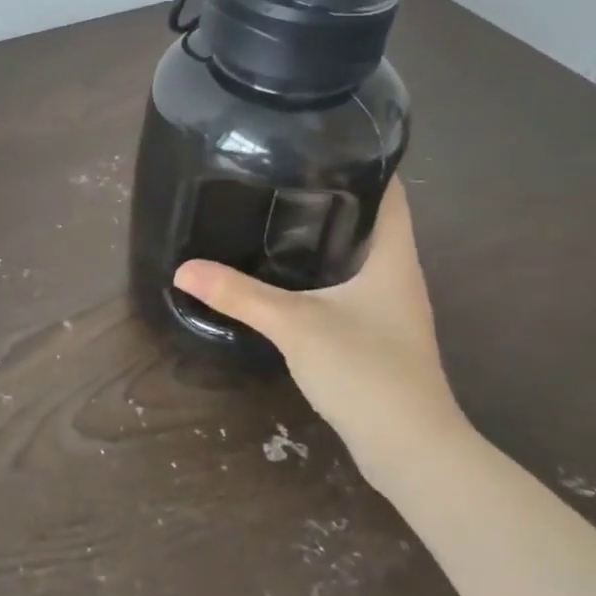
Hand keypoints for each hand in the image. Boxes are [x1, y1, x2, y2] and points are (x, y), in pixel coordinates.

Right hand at [172, 181, 468, 474]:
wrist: (412, 452)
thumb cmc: (367, 372)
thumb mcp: (295, 324)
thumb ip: (239, 294)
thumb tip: (184, 269)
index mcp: (393, 258)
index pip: (389, 191)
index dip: (362, 161)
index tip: (316, 143)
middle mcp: (398, 276)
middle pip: (369, 219)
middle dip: (328, 195)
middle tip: (277, 174)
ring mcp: (389, 309)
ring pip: (356, 255)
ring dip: (322, 236)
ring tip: (272, 214)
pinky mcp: (375, 336)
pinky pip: (347, 287)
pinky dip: (320, 272)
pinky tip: (284, 275)